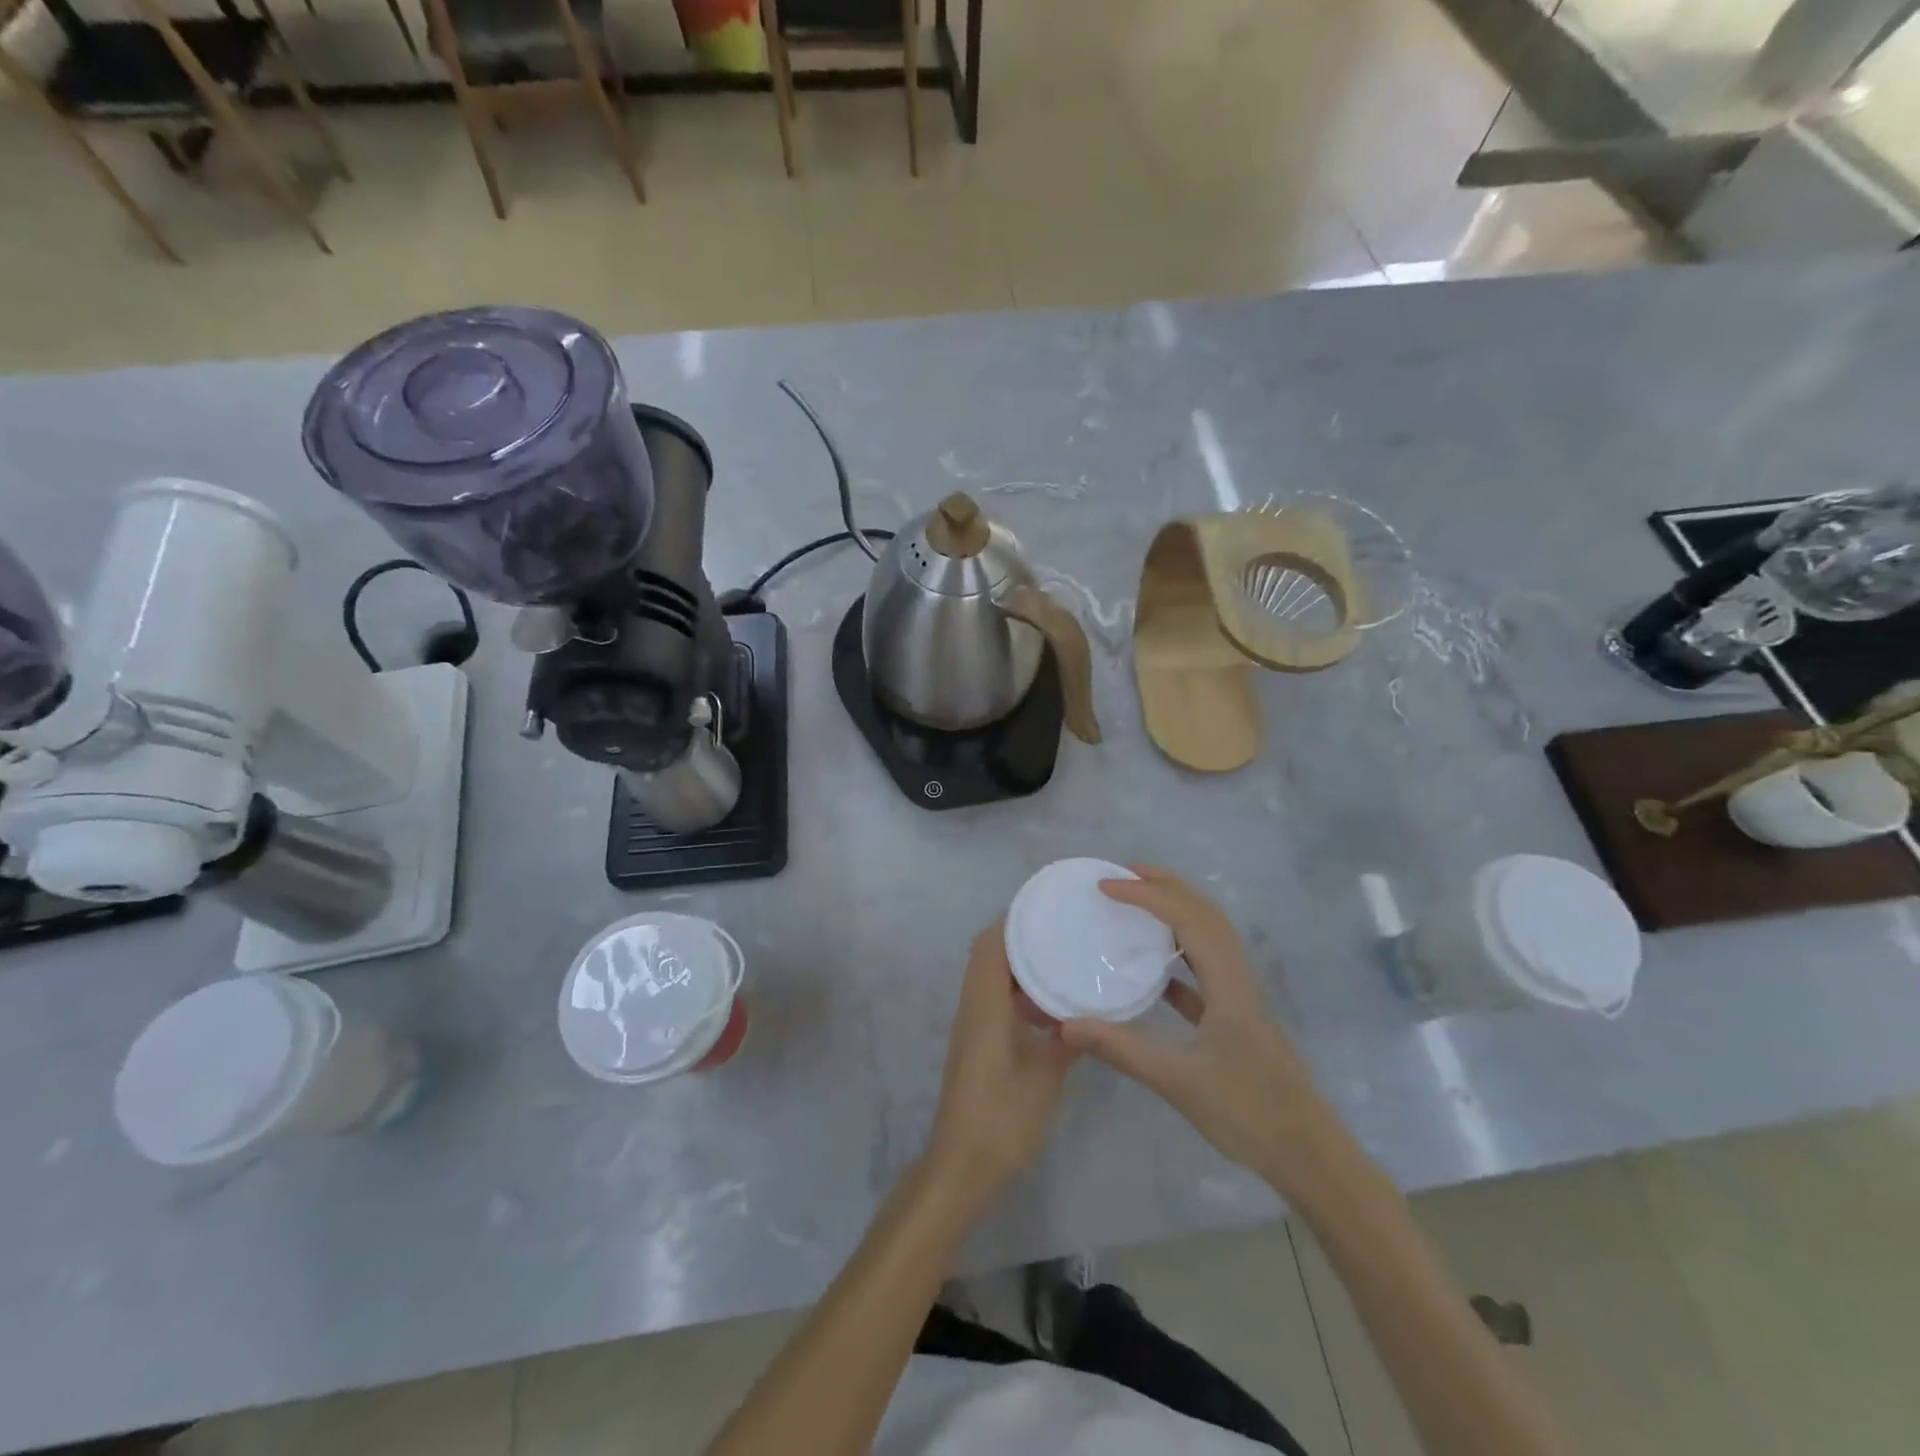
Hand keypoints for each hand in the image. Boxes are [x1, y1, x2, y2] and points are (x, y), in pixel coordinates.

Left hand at [927, 923, 1079, 1203]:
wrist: (961, 1165)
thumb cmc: (1001, 1118)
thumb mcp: (1044, 1077)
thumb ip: (1068, 1040)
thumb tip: (1092, 1013)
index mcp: (984, 1005)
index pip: (990, 945)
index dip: (1013, 921)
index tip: (1047, 909)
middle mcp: (972, 1006)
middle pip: (989, 956)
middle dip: (1020, 938)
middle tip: (1061, 932)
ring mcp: (972, 1026)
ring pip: (991, 978)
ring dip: (1019, 966)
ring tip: (1062, 960)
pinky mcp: (977, 1044)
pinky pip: (995, 1000)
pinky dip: (1018, 992)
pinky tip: (1052, 1008)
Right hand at [1058, 866, 1340, 1195]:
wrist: (1308, 1155)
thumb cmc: (1248, 1111)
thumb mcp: (1179, 1081)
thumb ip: (1122, 1049)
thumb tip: (1067, 1025)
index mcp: (1227, 982)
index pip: (1186, 918)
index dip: (1146, 895)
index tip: (1105, 886)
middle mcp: (1237, 978)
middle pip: (1205, 914)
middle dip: (1166, 886)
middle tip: (1124, 873)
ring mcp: (1240, 998)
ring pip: (1209, 937)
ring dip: (1176, 912)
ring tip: (1139, 904)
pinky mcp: (1237, 1019)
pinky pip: (1206, 969)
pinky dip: (1180, 954)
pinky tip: (1156, 971)